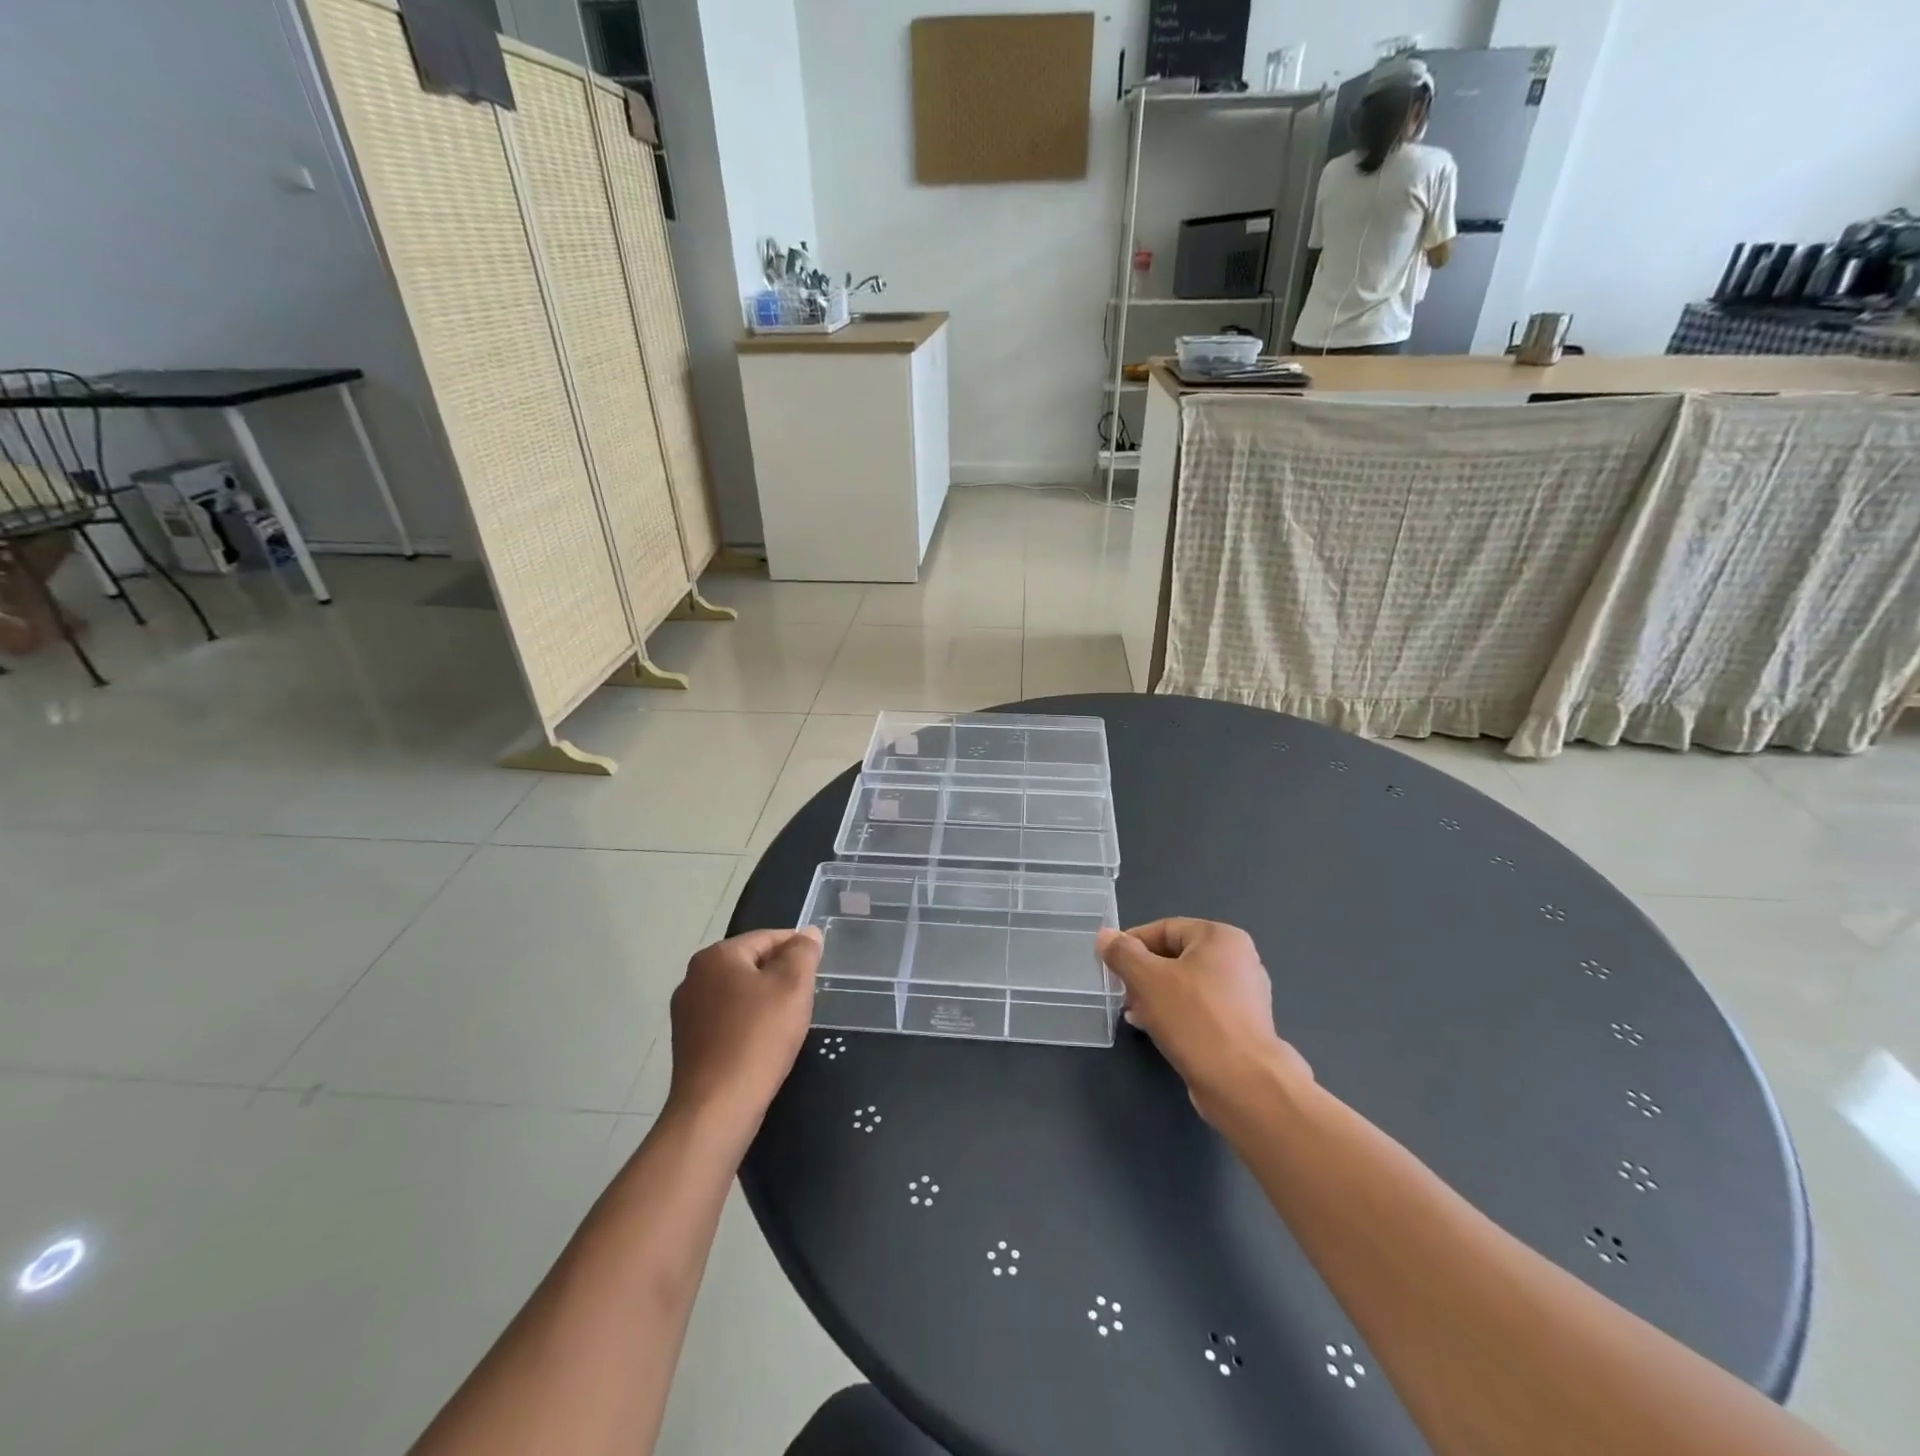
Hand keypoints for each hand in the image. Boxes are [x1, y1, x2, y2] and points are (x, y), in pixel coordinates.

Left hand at [665, 927, 820, 1128]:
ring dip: (764, 1002)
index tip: (817, 970)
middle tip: (805, 999)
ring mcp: (686, 1012)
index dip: (797, 950)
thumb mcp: (793, 986)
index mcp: (716, 956)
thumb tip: (807, 933)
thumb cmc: (758, 1037)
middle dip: (780, 977)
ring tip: (787, 1024)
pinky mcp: (687, 1043)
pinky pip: (727, 1021)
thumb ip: (803, 953)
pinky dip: (747, 1025)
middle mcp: (693, 977)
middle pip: (751, 964)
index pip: (767, 938)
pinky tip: (763, 1045)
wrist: (716, 1108)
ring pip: (739, 994)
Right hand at [1097, 919, 1309, 1121]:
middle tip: (1121, 993)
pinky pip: (1200, 1010)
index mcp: (1221, 938)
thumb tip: (1105, 936)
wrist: (1242, 1082)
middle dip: (1143, 974)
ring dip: (1155, 996)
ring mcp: (1243, 995)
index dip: (1132, 944)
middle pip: (1175, 957)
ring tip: (1133, 1014)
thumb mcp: (1147, 979)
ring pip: (1186, 985)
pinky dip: (1176, 1014)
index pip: (1164, 929)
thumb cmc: (1194, 1018)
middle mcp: (1238, 960)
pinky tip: (1155, 1030)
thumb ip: (1122, 953)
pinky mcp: (1241, 1026)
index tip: (1110, 965)